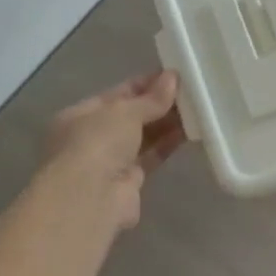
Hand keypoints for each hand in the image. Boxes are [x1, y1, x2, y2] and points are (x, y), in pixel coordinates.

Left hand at [37, 71, 185, 230]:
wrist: (90, 198)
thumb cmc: (97, 144)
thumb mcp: (124, 112)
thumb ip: (150, 98)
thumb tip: (172, 78)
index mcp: (80, 115)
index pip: (117, 94)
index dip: (145, 84)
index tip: (173, 76)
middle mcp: (92, 138)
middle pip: (131, 116)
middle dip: (158, 104)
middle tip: (191, 92)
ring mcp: (110, 161)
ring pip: (143, 137)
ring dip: (166, 123)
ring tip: (196, 108)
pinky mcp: (129, 182)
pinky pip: (152, 156)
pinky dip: (168, 144)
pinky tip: (189, 131)